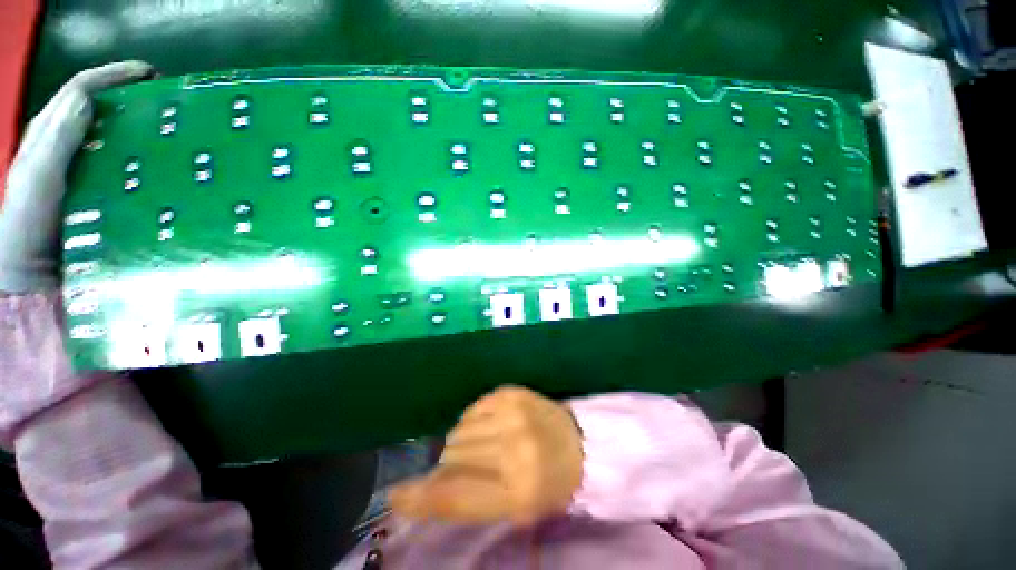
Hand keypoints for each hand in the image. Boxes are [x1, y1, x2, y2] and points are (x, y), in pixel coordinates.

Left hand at [0, 61, 153, 292]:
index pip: (82, 90)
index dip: (113, 75)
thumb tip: (90, 100)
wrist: (33, 271)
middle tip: (167, 101)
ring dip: (141, 129)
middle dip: (133, 98)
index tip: (149, 74)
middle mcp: (69, 146)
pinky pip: (123, 167)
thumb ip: (55, 138)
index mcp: (51, 133)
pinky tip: (161, 164)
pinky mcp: (101, 192)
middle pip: (101, 110)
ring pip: (114, 138)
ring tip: (171, 129)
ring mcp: (86, 170)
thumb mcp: (36, 175)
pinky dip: (141, 160)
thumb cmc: (27, 220)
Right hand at [390, 386, 583, 525]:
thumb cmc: (548, 483)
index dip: (420, 498)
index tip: (395, 495)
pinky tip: (488, 428)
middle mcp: (514, 449)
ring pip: (459, 432)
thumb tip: (421, 491)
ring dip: (461, 444)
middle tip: (468, 470)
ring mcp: (512, 415)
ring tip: (483, 448)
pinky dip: (471, 423)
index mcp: (518, 492)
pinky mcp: (510, 393)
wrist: (579, 442)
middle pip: (453, 458)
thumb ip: (468, 500)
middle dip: (450, 467)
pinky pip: (471, 411)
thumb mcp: (513, 507)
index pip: (455, 496)